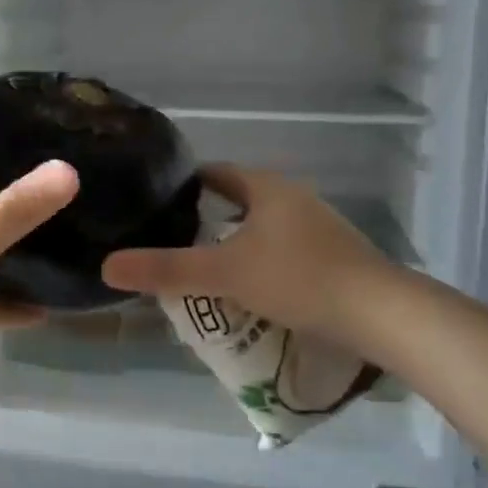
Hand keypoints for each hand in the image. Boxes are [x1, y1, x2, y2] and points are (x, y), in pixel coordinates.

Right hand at [101, 165, 387, 341]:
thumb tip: (108, 265)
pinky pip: (284, 250)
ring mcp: (317, 225)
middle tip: (175, 246)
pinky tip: (252, 292)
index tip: (157, 207)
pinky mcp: (333, 255)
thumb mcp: (224, 274)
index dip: (184, 187)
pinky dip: (262, 263)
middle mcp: (292, 197)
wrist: (379, 313)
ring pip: (262, 228)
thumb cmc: (297, 278)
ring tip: (206, 272)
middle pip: (238, 201)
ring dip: (236, 245)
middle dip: (207, 221)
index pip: (215, 174)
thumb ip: (166, 270)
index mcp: (266, 187)